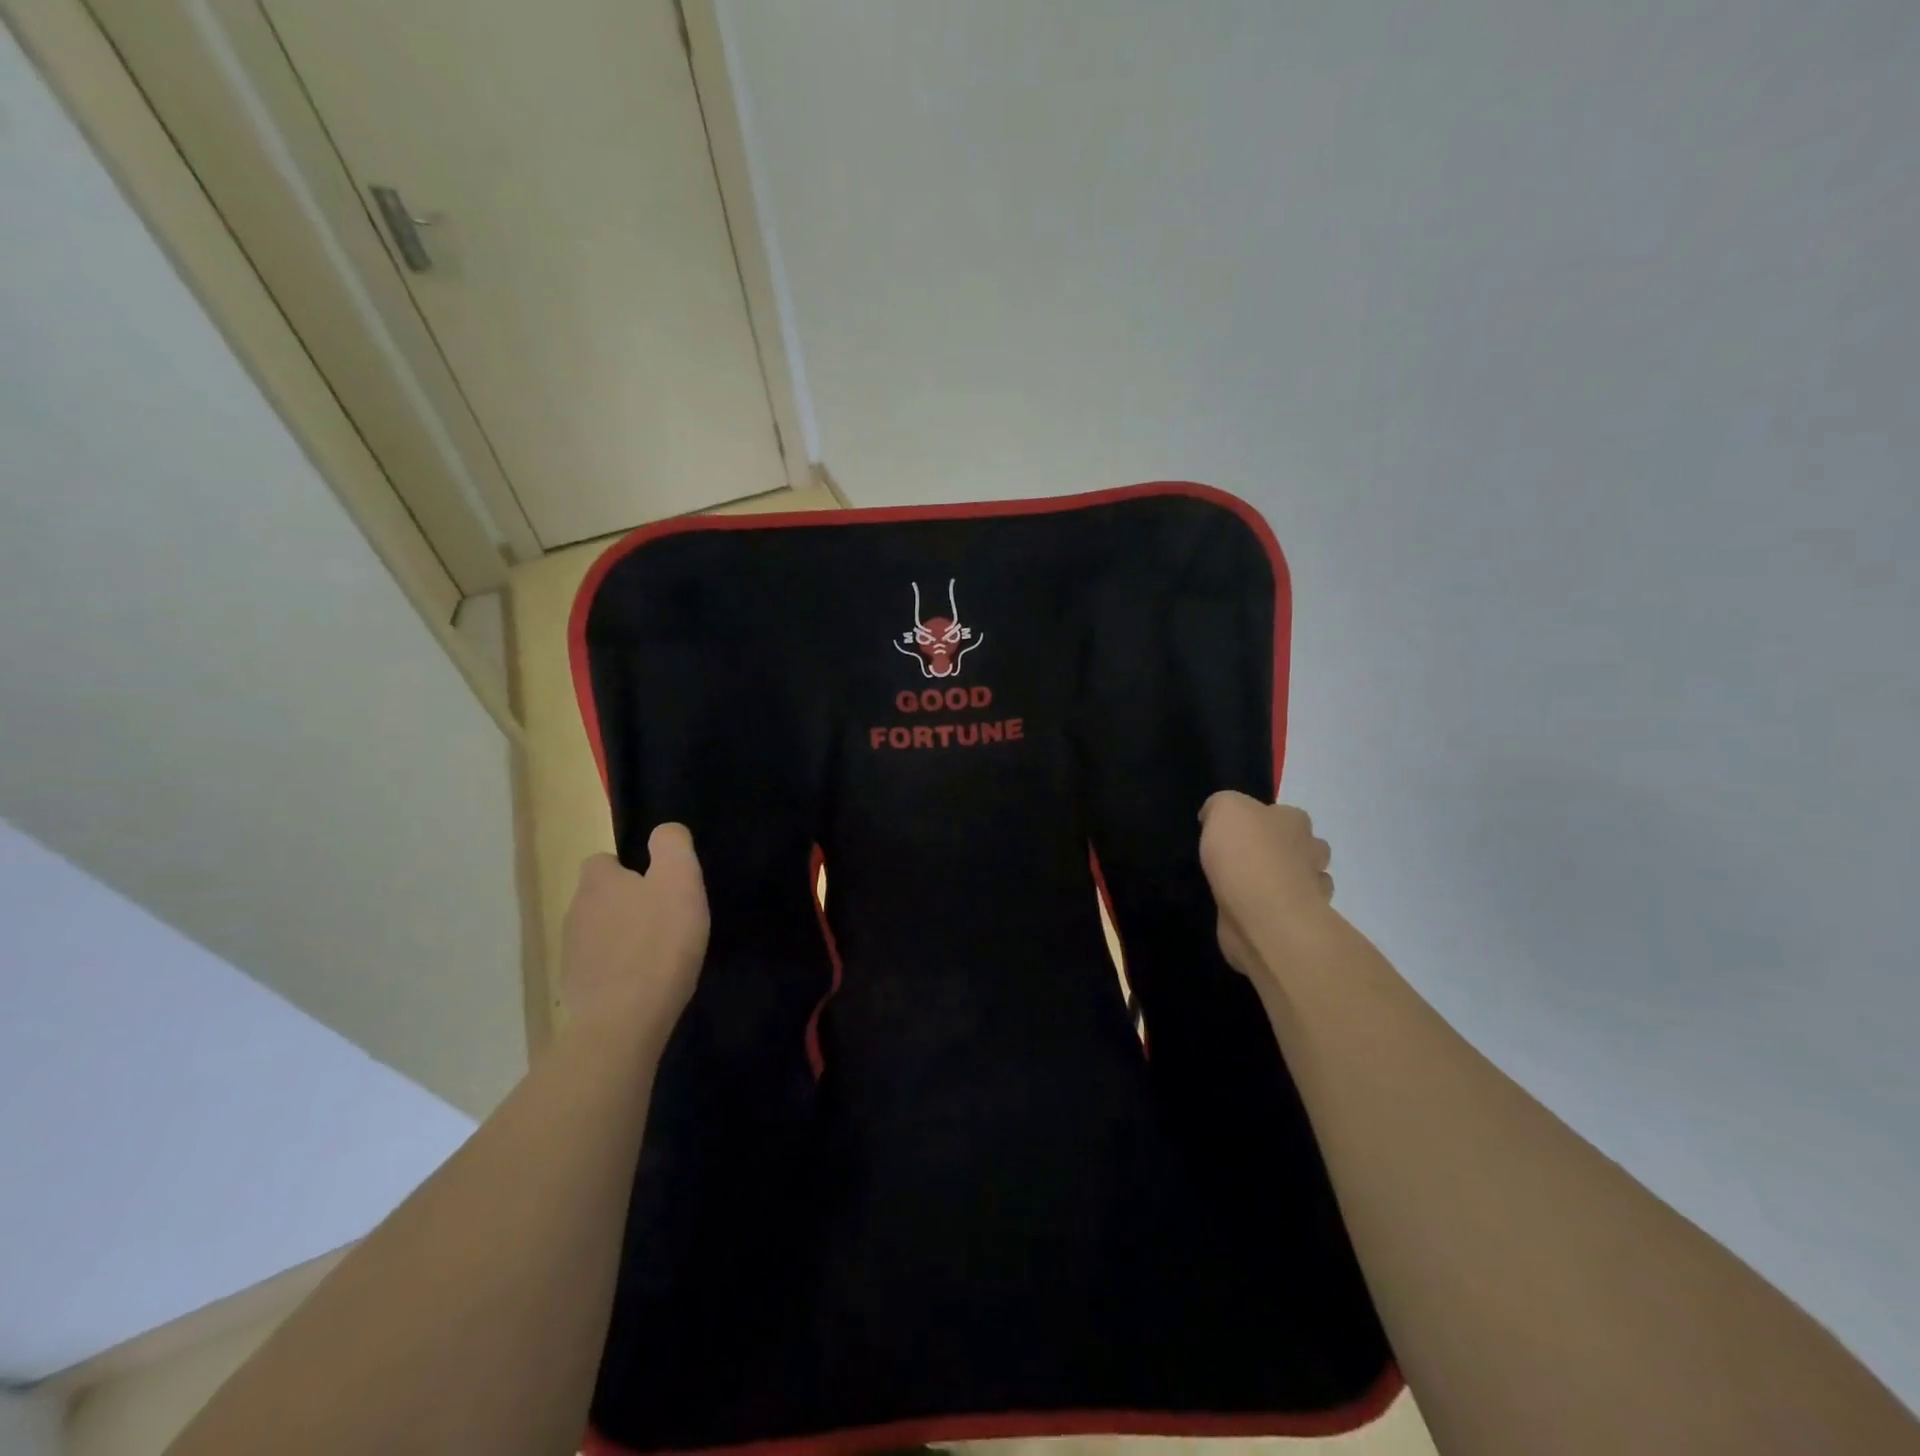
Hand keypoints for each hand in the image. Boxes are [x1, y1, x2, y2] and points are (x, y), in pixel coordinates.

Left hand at [559, 824, 708, 1046]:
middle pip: (601, 897)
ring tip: (658, 954)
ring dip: (623, 937)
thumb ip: (672, 845)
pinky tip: (643, 983)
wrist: (624, 1020)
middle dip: (628, 904)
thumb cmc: (658, 941)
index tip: (658, 886)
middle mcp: (575, 911)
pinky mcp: (575, 988)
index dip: (630, 869)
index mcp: (598, 882)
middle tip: (666, 920)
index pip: (603, 861)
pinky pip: (599, 967)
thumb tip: (664, 831)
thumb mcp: (680, 880)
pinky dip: (618, 970)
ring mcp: (571, 953)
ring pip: (599, 932)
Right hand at [1198, 792, 1334, 986]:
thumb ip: (1221, 805)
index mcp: (1295, 822)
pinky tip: (1252, 910)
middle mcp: (1310, 852)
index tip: (1240, 832)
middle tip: (1249, 860)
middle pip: (1305, 847)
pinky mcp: (1297, 922)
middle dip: (1286, 852)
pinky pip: (1289, 911)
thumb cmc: (1245, 854)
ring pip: (1304, 880)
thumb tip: (1214, 817)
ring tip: (1250, 888)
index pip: (1288, 814)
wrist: (1263, 913)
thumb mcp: (1224, 809)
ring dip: (1286, 882)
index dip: (1266, 820)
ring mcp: (1310, 890)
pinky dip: (1276, 910)